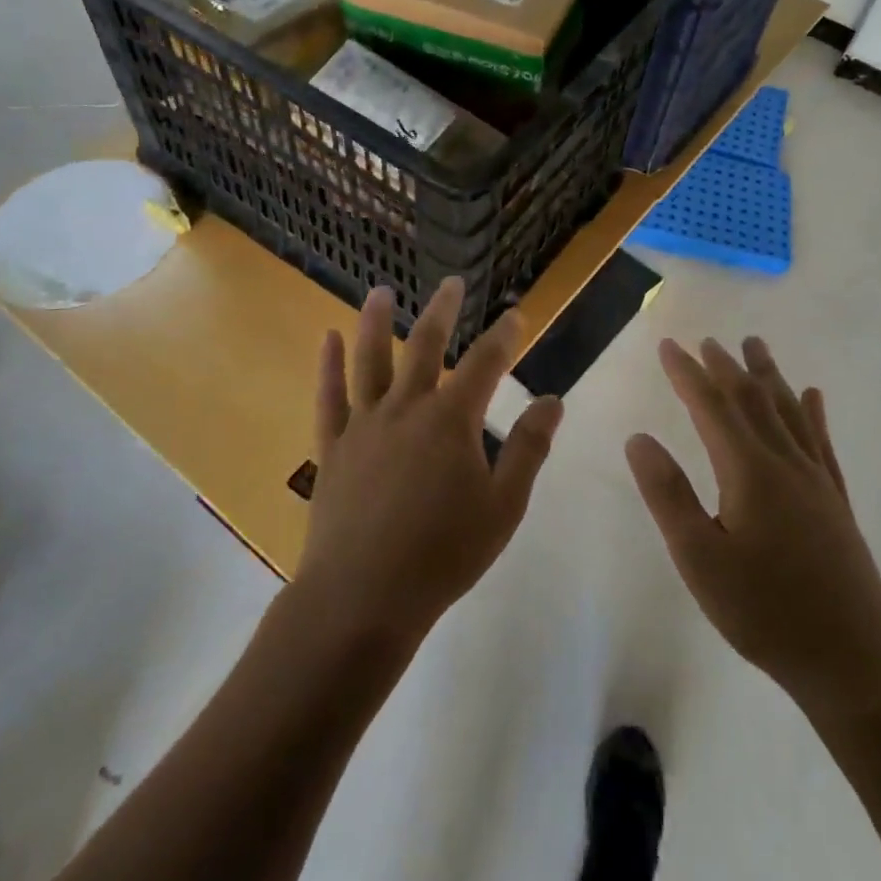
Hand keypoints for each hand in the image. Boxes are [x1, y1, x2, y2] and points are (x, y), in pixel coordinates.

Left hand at [297, 278, 562, 647]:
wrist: (363, 598)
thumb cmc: (443, 554)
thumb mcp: (504, 506)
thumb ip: (529, 449)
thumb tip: (552, 400)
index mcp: (451, 420)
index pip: (485, 364)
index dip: (504, 336)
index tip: (516, 314)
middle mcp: (407, 408)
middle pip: (426, 346)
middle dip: (442, 310)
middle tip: (451, 282)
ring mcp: (365, 424)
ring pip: (371, 360)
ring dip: (377, 321)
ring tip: (380, 291)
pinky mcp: (333, 447)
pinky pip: (329, 396)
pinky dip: (328, 365)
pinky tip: (328, 337)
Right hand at [627, 337, 880, 719]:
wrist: (853, 663)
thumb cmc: (764, 612)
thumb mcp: (699, 558)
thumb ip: (667, 495)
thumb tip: (639, 439)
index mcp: (748, 471)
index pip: (711, 406)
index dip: (687, 373)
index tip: (668, 345)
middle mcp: (785, 463)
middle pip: (752, 399)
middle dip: (725, 367)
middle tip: (707, 340)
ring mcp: (817, 481)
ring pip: (788, 411)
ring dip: (768, 375)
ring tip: (755, 345)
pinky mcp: (836, 502)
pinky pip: (822, 442)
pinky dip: (813, 413)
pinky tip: (813, 396)